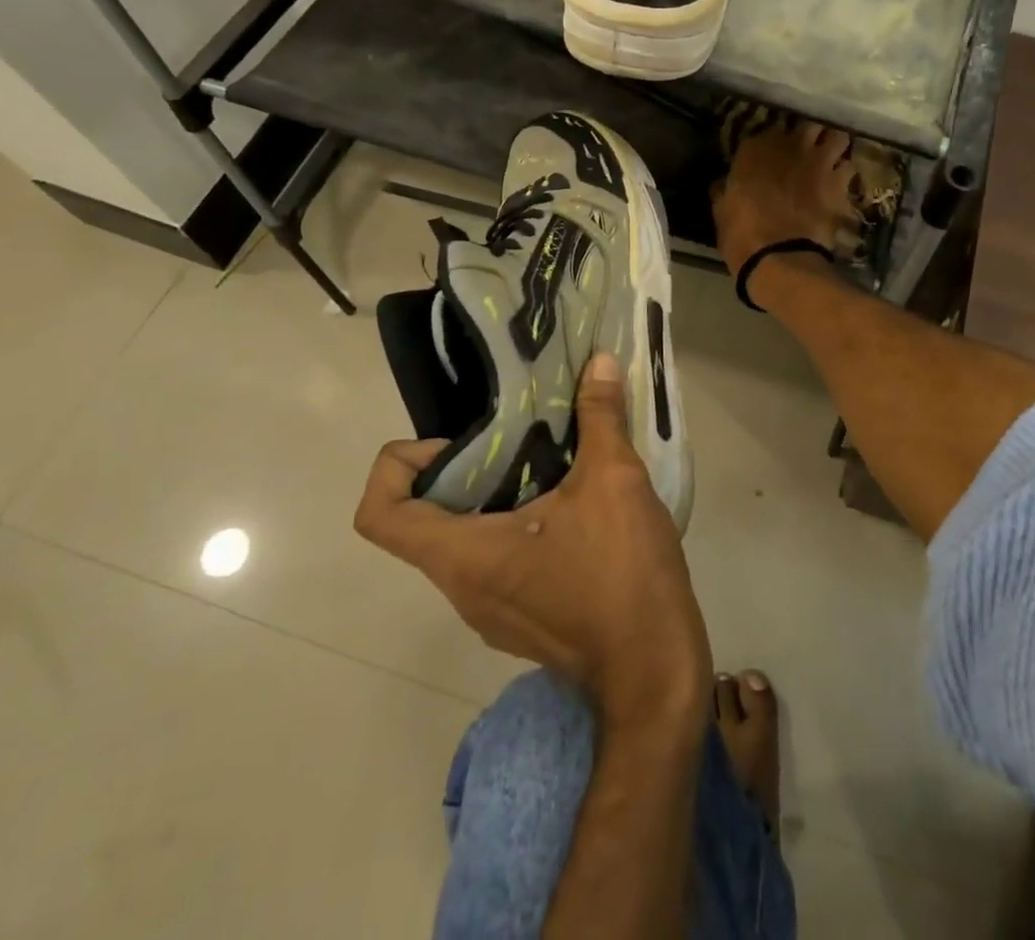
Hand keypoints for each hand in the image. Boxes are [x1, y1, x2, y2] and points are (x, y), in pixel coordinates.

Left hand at [355, 352, 711, 727]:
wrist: (655, 670)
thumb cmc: (622, 574)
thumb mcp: (615, 480)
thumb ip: (601, 417)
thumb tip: (600, 362)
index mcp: (464, 555)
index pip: (379, 514)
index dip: (398, 465)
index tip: (455, 443)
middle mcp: (461, 588)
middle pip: (423, 522)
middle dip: (462, 469)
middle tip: (514, 436)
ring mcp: (488, 611)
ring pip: (462, 543)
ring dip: (492, 497)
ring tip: (547, 463)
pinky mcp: (518, 620)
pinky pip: (493, 563)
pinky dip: (513, 527)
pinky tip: (570, 507)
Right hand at [712, 122, 856, 273]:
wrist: (780, 256)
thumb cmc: (741, 233)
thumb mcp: (721, 209)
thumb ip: (725, 189)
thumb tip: (723, 184)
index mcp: (755, 148)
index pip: (767, 129)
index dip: (772, 141)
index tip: (771, 152)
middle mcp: (790, 145)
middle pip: (809, 123)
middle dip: (810, 134)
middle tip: (807, 148)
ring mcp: (819, 161)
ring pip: (837, 137)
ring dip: (834, 146)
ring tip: (831, 158)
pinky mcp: (839, 183)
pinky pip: (849, 168)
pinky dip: (845, 175)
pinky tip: (841, 183)